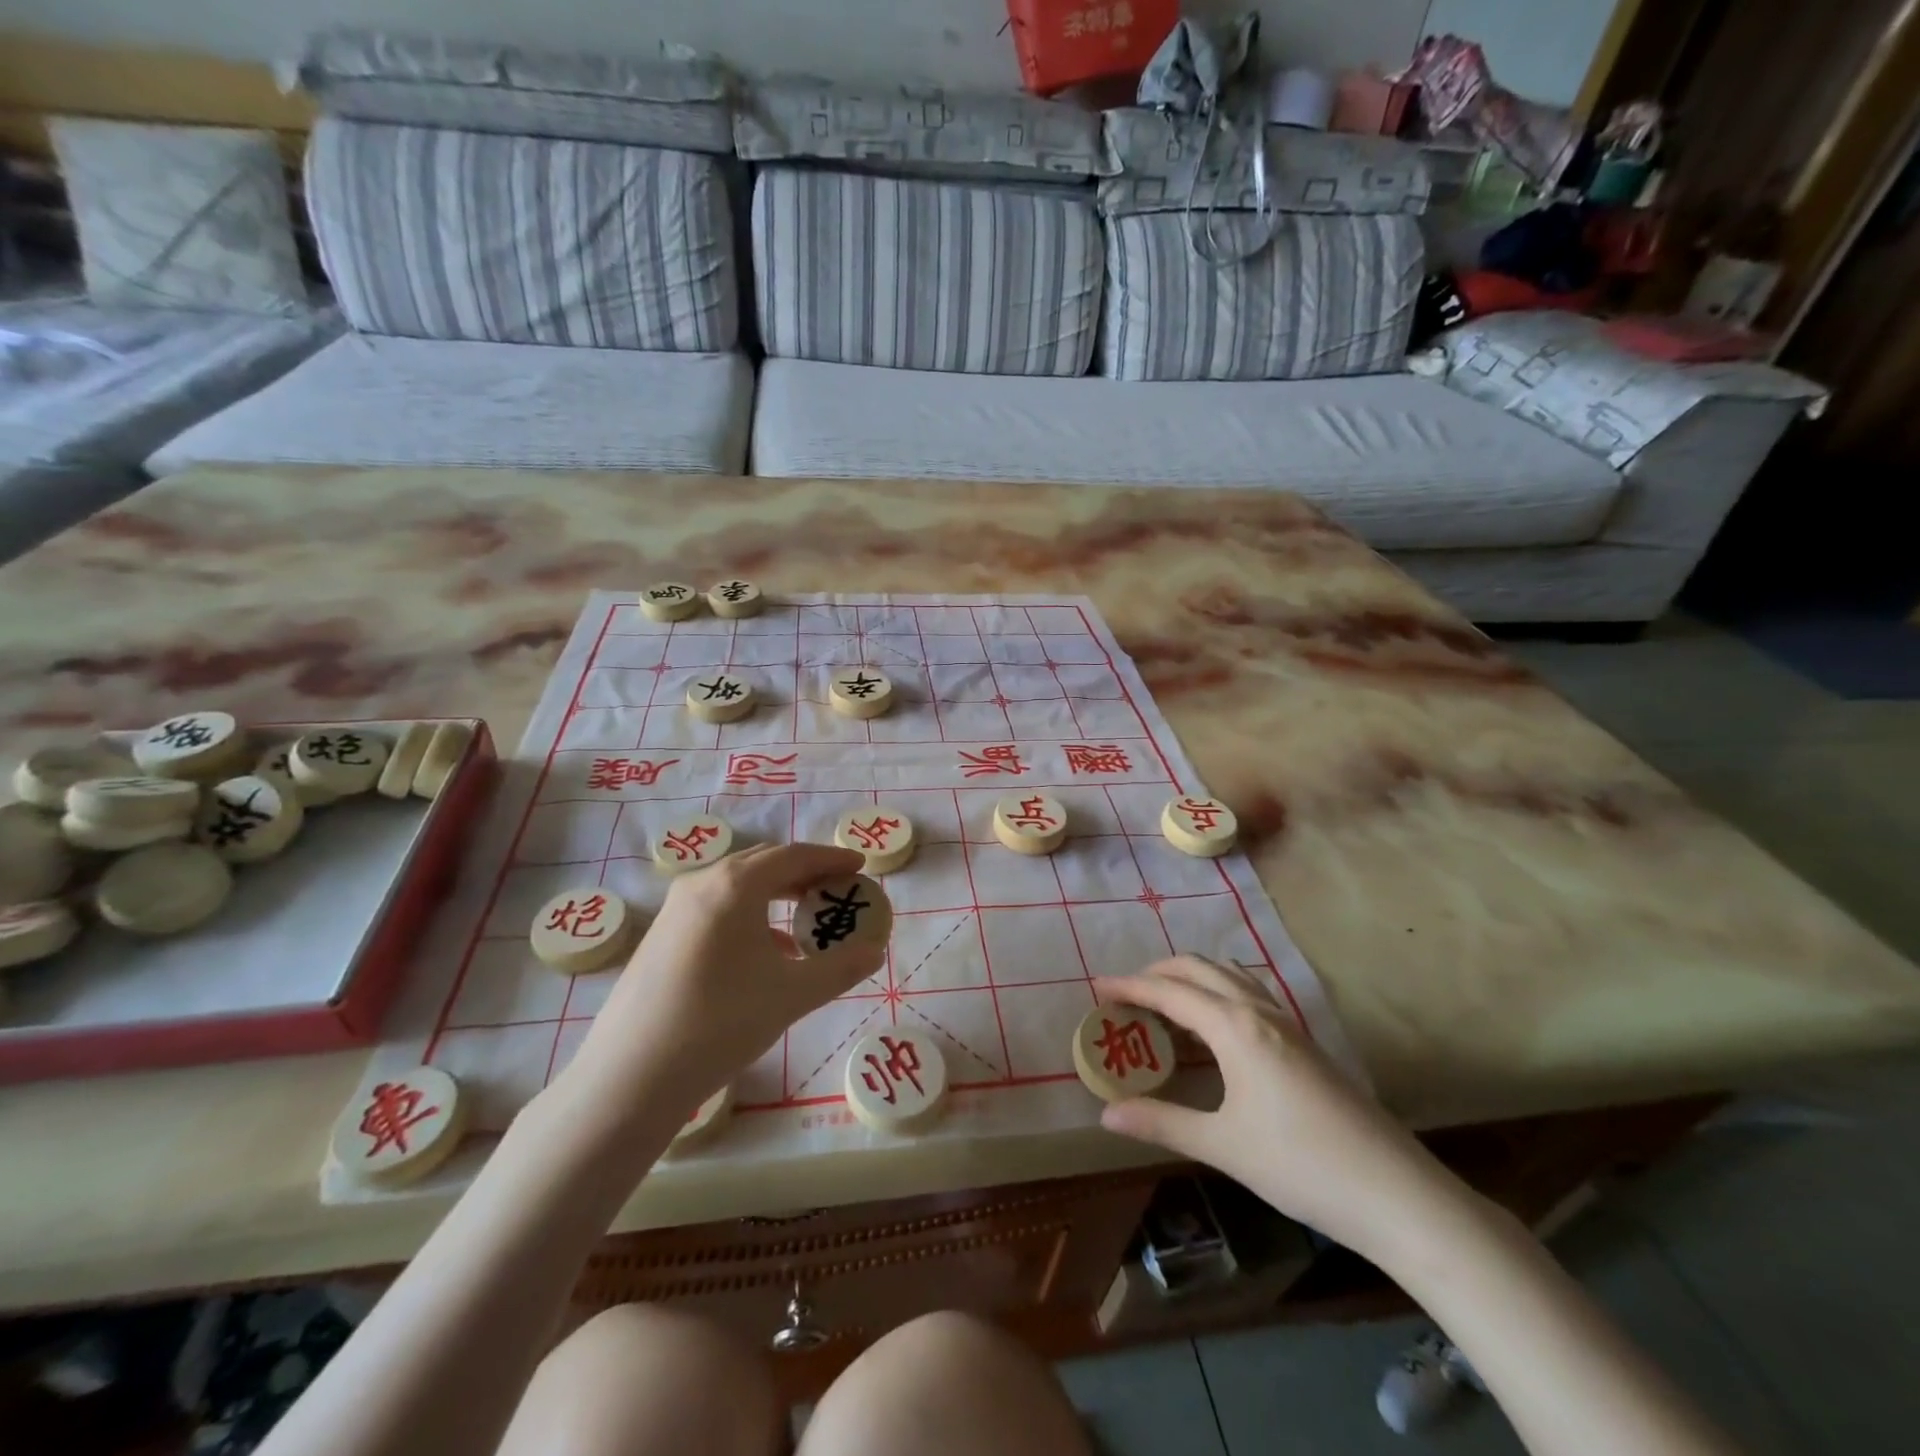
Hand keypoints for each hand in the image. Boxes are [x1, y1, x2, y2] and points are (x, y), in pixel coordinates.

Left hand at [559, 843, 881, 1122]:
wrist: (631, 1076)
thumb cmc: (720, 1023)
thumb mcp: (792, 995)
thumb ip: (841, 968)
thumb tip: (876, 951)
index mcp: (735, 885)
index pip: (794, 856)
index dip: (831, 858)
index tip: (860, 865)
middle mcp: (702, 884)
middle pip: (765, 863)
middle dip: (806, 871)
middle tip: (838, 887)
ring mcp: (675, 909)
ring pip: (738, 885)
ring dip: (778, 893)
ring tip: (807, 918)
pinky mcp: (661, 935)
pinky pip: (717, 907)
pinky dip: (751, 914)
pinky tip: (767, 952)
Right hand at [1094, 956, 1467, 1264]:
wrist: (1396, 1192)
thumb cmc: (1301, 1164)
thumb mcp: (1223, 1145)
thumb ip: (1162, 1122)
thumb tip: (1106, 1114)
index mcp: (1235, 1028)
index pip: (1170, 992)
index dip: (1130, 987)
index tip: (1097, 987)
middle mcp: (1259, 1012)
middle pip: (1199, 969)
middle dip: (1158, 972)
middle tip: (1126, 994)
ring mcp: (1287, 1024)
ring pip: (1228, 977)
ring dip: (1191, 978)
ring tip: (1164, 1004)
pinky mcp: (1304, 1042)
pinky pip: (1248, 996)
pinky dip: (1218, 993)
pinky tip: (1214, 1028)